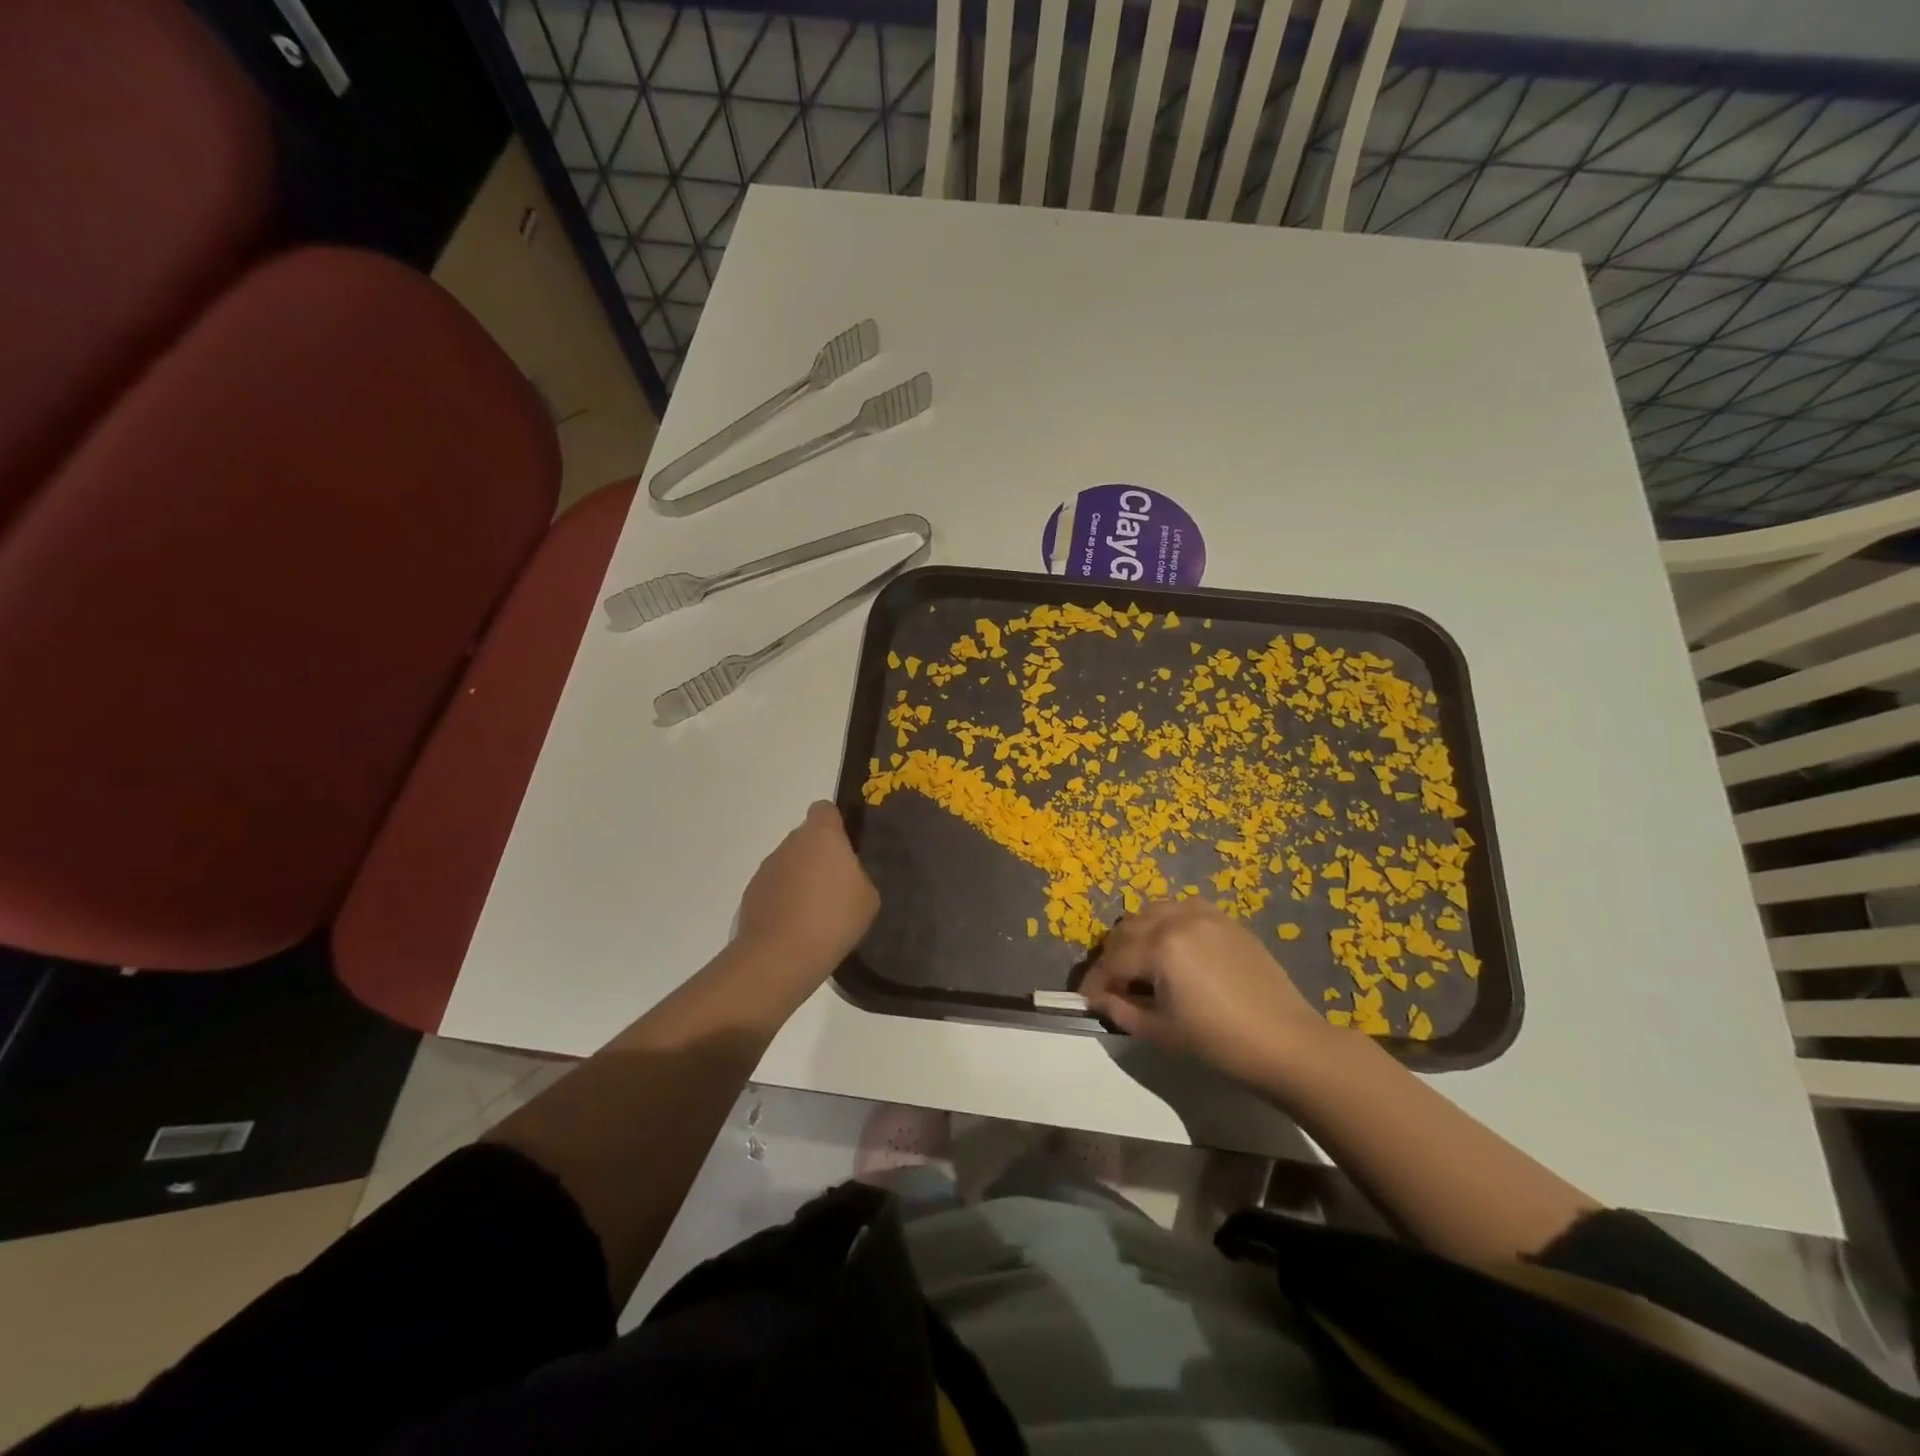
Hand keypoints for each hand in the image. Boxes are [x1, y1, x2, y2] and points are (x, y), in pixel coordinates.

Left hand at [737, 801, 879, 976]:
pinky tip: (797, 928)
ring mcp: (766, 868)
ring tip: (816, 914)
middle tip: (837, 887)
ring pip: (789, 864)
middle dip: (819, 857)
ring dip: (800, 880)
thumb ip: (858, 876)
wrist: (780, 956)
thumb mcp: (868, 898)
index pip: (824, 810)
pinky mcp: (751, 894)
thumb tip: (845, 877)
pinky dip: (784, 901)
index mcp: (821, 836)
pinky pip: (774, 889)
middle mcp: (790, 844)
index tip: (846, 846)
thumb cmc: (833, 918)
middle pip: (806, 839)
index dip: (835, 824)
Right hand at [1079, 900, 1334, 1084]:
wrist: (1286, 1042)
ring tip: (1141, 962)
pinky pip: (1182, 908)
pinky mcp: (1225, 919)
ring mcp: (1204, 915)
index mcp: (1160, 948)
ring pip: (1152, 911)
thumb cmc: (1219, 1043)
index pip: (1113, 959)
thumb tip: (1100, 999)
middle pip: (1127, 929)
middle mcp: (1177, 920)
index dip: (1095, 981)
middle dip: (1113, 956)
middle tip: (1113, 985)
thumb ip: (1122, 1011)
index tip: (1085, 999)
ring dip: (1137, 934)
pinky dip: (1167, 922)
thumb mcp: (1162, 1032)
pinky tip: (1173, 947)